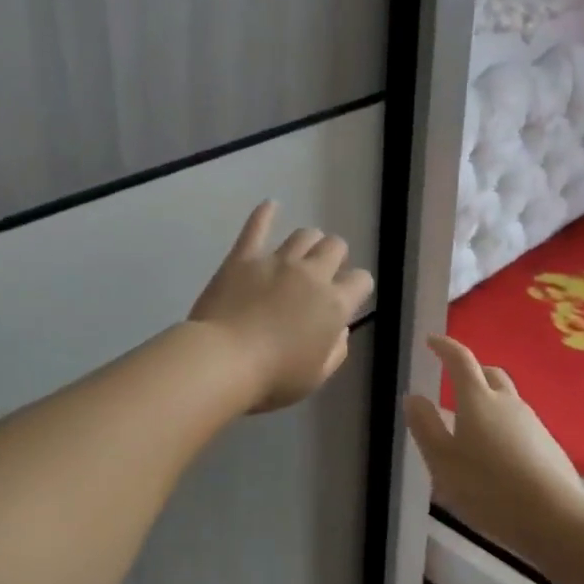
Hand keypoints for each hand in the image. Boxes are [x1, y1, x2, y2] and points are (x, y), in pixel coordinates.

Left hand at [188, 202, 374, 411]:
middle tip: (323, 272)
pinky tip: (270, 204)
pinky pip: (256, 227)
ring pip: (304, 235)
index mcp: (334, 304)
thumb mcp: (316, 376)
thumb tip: (340, 328)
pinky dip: (265, 213)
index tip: (348, 295)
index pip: (361, 280)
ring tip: (303, 250)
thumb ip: (336, 350)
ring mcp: (277, 261)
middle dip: (335, 256)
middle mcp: (311, 274)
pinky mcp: (244, 257)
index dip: (357, 286)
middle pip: (334, 247)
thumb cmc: (272, 378)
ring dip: (309, 241)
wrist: (223, 361)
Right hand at [405, 335, 583, 566]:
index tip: (432, 341)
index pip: (460, 360)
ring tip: (473, 427)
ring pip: (508, 401)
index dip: (445, 347)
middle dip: (472, 372)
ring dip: (489, 403)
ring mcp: (534, 424)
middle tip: (454, 381)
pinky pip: (521, 427)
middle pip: (490, 374)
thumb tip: (413, 397)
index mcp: (477, 399)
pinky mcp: (551, 448)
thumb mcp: (442, 461)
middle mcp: (508, 403)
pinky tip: (499, 457)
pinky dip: (505, 429)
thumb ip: (425, 426)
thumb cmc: (488, 488)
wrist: (556, 520)